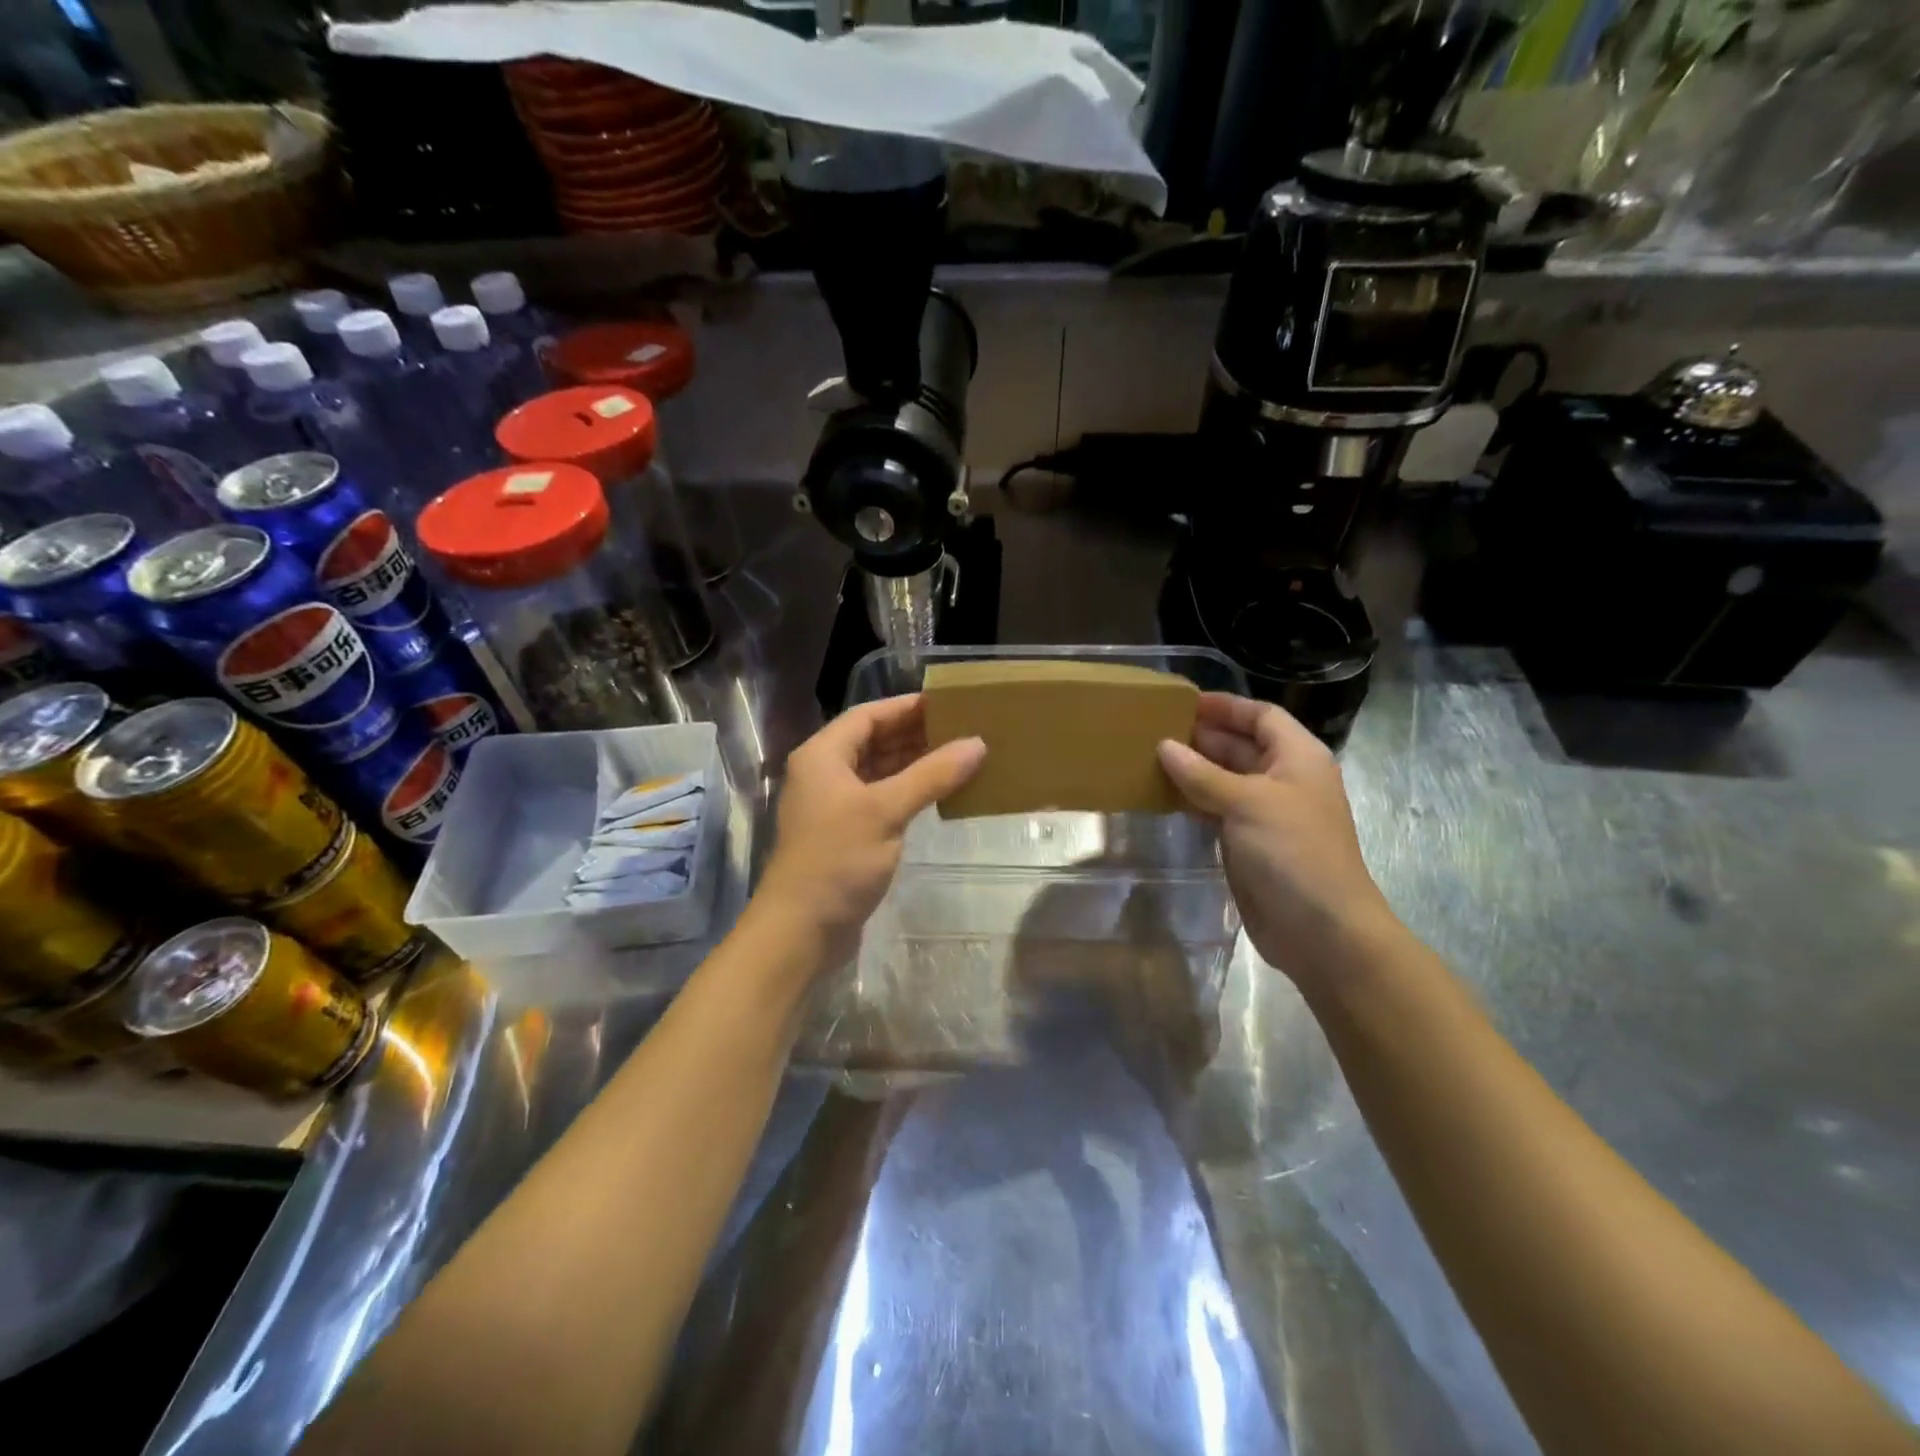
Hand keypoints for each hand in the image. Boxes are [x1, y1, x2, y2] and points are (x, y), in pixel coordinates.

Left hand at [757, 695, 985, 967]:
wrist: (800, 930)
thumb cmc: (837, 860)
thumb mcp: (886, 811)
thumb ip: (932, 775)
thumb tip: (977, 744)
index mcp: (823, 755)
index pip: (868, 715)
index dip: (907, 707)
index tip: (948, 703)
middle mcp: (824, 773)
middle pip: (873, 740)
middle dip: (915, 734)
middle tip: (962, 729)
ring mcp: (834, 805)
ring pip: (878, 771)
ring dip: (913, 763)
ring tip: (959, 756)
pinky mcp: (845, 833)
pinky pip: (880, 798)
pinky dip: (907, 791)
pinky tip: (939, 793)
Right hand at [1158, 693, 1399, 986]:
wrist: (1320, 929)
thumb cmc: (1293, 851)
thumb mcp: (1247, 802)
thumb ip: (1202, 774)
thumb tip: (1164, 746)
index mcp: (1298, 758)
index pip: (1261, 716)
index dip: (1226, 707)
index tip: (1182, 702)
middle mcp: (1284, 780)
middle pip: (1242, 746)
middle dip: (1202, 737)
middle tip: (1154, 729)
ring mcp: (1266, 814)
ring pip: (1225, 780)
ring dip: (1193, 770)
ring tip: (1149, 758)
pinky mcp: (1249, 844)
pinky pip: (1217, 810)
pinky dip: (1193, 801)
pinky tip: (1163, 796)